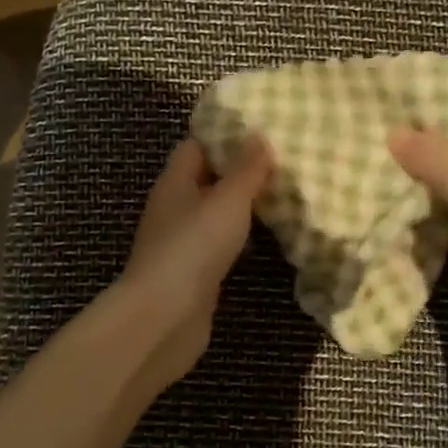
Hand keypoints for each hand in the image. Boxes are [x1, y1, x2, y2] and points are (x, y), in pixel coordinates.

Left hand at [114, 136, 273, 397]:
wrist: (166, 316)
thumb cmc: (194, 247)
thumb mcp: (227, 200)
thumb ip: (246, 170)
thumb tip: (258, 136)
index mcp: (175, 183)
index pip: (195, 146)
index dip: (224, 136)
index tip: (259, 131)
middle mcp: (174, 208)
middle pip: (206, 179)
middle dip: (238, 171)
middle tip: (280, 163)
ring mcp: (182, 242)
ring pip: (214, 214)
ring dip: (241, 206)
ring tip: (281, 195)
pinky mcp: (194, 272)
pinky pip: (219, 244)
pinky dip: (240, 238)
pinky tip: (266, 238)